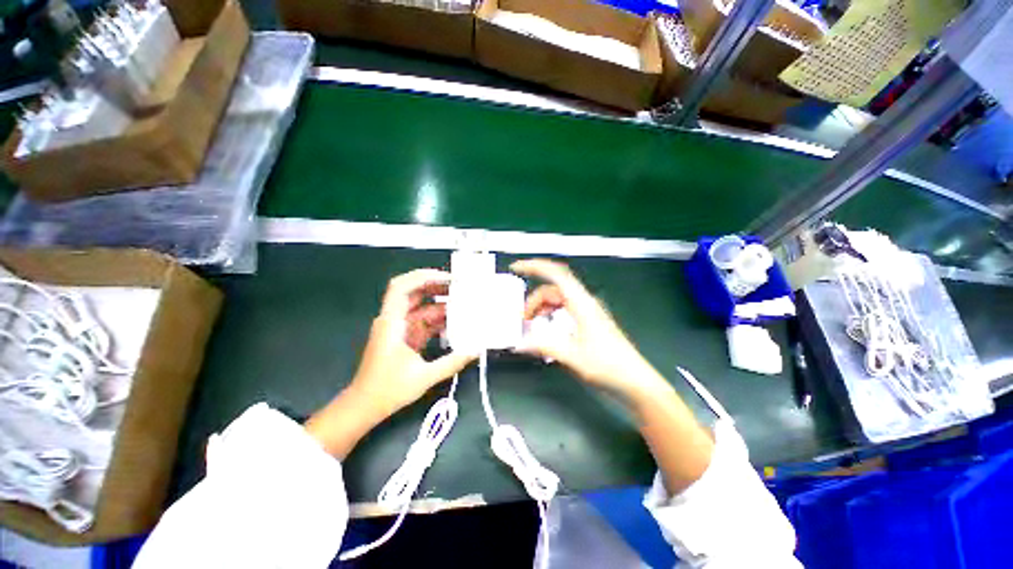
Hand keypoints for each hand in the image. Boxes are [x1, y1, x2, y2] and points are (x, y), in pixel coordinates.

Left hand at [353, 269, 475, 415]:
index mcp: (392, 322)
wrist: (364, 407)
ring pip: (421, 307)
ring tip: (464, 302)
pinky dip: (439, 320)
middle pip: (413, 292)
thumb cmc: (387, 390)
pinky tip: (456, 321)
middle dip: (437, 286)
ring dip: (441, 304)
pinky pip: (423, 321)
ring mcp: (400, 328)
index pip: (402, 287)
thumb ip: (452, 362)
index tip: (447, 278)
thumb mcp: (423, 377)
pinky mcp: (405, 337)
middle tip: (461, 286)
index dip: (423, 277)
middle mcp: (394, 320)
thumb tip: (476, 351)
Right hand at [511, 259, 667, 402]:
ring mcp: (587, 311)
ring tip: (531, 326)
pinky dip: (550, 315)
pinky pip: (564, 310)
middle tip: (522, 318)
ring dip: (542, 308)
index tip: (516, 269)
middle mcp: (584, 302)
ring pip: (558, 300)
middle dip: (534, 299)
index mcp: (582, 303)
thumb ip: (544, 346)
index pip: (556, 274)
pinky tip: (546, 330)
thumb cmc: (608, 366)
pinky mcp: (588, 321)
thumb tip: (519, 343)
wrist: (635, 381)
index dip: (535, 267)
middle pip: (553, 289)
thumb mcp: (572, 356)